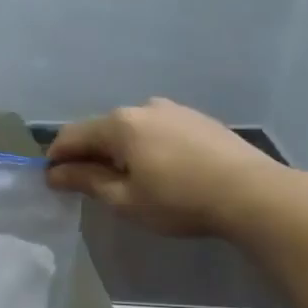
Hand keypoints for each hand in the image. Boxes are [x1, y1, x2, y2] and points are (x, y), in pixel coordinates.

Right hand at [47, 98, 307, 236]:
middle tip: (89, 185)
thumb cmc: (179, 200)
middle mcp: (143, 107)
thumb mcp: (124, 199)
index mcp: (119, 124)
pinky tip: (161, 171)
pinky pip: (158, 130)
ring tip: (128, 180)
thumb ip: (86, 181)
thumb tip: (55, 173)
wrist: (254, 194)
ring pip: (132, 129)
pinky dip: (147, 147)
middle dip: (89, 154)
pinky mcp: (199, 119)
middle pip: (102, 129)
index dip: (57, 159)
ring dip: (120, 150)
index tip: (53, 183)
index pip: (71, 136)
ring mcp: (174, 110)